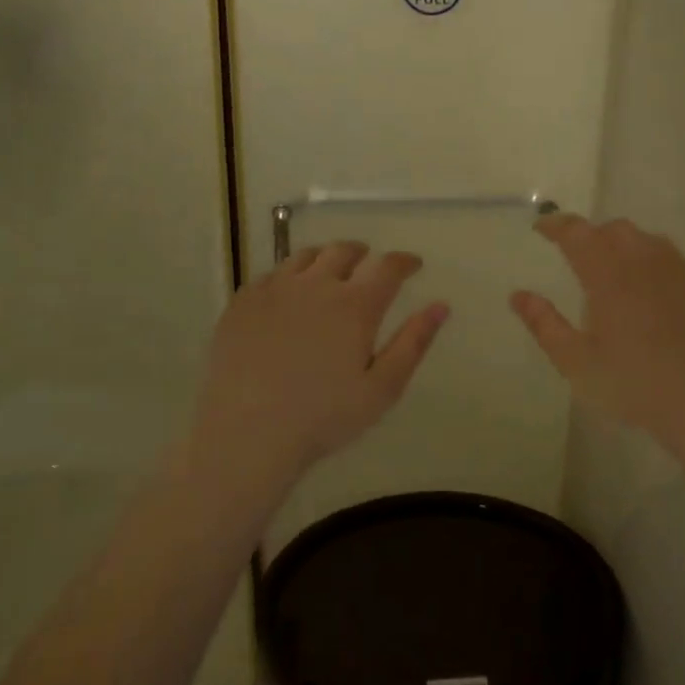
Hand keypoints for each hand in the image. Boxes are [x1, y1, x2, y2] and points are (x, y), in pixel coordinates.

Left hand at [185, 242, 448, 488]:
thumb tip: (441, 306)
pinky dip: (290, 274)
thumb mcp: (382, 388)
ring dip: (327, 257)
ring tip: (331, 271)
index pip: (388, 266)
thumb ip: (413, 343)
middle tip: (371, 264)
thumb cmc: (323, 417)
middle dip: (364, 253)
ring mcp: (274, 290)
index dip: (405, 261)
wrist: (247, 433)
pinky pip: (272, 273)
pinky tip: (290, 293)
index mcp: (355, 305)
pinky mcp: (243, 302)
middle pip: (344, 251)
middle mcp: (316, 285)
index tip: (414, 265)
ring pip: (305, 256)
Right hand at [511, 215, 684, 489]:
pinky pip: (681, 264)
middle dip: (594, 236)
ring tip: (622, 278)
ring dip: (629, 249)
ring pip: (652, 243)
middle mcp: (649, 261)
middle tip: (581, 259)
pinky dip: (661, 270)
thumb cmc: (637, 387)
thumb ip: (544, 324)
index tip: (542, 228)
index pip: (577, 233)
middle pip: (616, 230)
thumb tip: (518, 296)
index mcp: (610, 275)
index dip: (556, 225)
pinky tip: (661, 301)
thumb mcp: (578, 364)